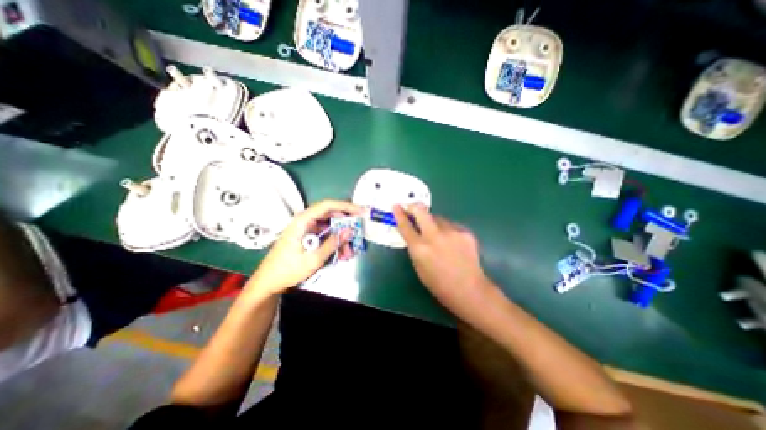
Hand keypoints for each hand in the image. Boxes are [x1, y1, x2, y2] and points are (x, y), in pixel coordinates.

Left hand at [248, 200, 361, 295]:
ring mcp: (306, 228)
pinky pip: (325, 234)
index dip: (346, 206)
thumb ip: (333, 243)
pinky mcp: (307, 236)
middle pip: (330, 215)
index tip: (361, 212)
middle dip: (346, 226)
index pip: (328, 205)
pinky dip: (334, 242)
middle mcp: (305, 220)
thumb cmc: (288, 270)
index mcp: (303, 221)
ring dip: (341, 237)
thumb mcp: (314, 258)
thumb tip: (350, 230)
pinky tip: (340, 254)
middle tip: (358, 234)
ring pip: (330, 227)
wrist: (268, 282)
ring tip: (348, 252)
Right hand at [392, 205, 493, 319]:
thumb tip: (415, 232)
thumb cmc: (439, 283)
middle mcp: (434, 236)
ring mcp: (452, 232)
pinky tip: (453, 243)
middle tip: (411, 207)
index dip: (399, 214)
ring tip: (438, 235)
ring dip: (434, 223)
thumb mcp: (419, 266)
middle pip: (421, 212)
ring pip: (438, 218)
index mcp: (420, 249)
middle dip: (414, 207)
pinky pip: (451, 226)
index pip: (405, 226)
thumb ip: (415, 247)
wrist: (469, 289)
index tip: (396, 206)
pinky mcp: (465, 232)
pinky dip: (448, 231)